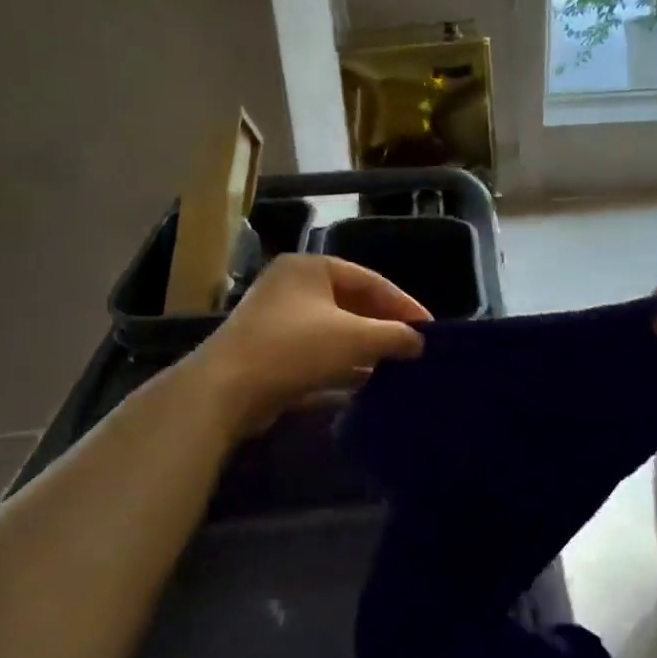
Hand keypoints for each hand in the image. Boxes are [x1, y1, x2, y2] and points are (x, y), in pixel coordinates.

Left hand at [188, 254, 428, 432]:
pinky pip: (316, 352)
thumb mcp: (355, 338)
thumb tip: (420, 341)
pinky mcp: (270, 351)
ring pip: (334, 330)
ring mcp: (277, 319)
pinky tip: (365, 382)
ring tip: (395, 366)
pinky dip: (341, 364)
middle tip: (413, 348)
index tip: (429, 329)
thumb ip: (394, 335)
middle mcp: (292, 286)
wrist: (226, 389)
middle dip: (383, 327)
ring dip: (364, 348)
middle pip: (351, 304)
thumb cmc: (295, 348)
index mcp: (311, 268)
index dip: (404, 304)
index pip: (371, 280)